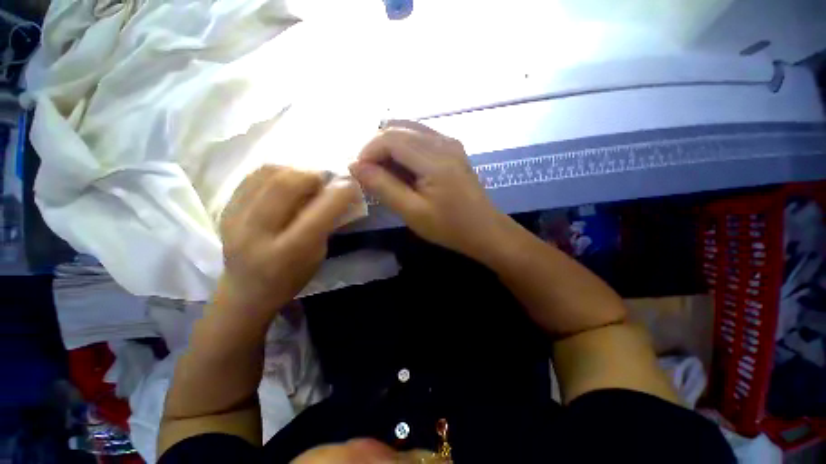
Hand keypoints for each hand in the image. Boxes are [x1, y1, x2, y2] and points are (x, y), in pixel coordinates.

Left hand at [218, 166, 358, 314]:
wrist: (245, 291)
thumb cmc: (291, 277)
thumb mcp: (318, 256)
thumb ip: (326, 224)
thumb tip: (335, 192)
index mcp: (287, 254)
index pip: (317, 216)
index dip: (339, 195)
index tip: (351, 185)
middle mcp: (257, 234)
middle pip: (285, 186)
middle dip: (312, 176)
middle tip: (324, 182)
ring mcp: (235, 219)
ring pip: (267, 175)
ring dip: (295, 172)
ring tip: (305, 182)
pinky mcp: (224, 209)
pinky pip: (253, 176)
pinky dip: (276, 172)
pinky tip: (285, 182)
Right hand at [349, 121, 509, 259]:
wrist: (484, 229)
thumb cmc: (449, 226)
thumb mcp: (412, 212)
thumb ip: (383, 187)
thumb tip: (355, 166)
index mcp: (434, 159)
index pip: (390, 139)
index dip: (368, 151)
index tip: (359, 173)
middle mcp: (443, 142)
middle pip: (398, 129)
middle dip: (376, 148)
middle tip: (369, 174)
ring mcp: (450, 143)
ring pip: (408, 130)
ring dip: (389, 147)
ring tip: (384, 172)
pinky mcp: (453, 148)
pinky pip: (421, 137)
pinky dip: (404, 148)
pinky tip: (402, 168)